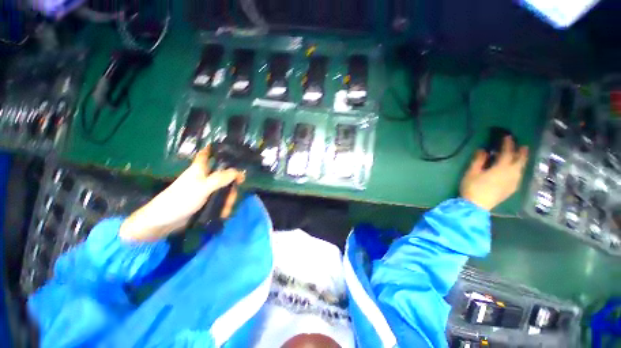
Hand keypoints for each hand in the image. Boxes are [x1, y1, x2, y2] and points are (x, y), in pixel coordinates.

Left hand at [120, 147, 244, 241]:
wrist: (164, 222)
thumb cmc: (181, 199)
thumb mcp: (203, 187)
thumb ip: (221, 179)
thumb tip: (240, 172)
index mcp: (200, 169)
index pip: (206, 154)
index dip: (214, 148)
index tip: (227, 148)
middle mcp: (203, 177)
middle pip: (223, 174)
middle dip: (232, 183)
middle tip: (237, 190)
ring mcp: (205, 190)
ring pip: (223, 189)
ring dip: (228, 199)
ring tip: (227, 209)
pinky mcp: (205, 201)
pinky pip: (220, 200)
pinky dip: (224, 206)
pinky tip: (224, 213)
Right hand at [460, 137, 528, 210]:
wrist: (477, 206)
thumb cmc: (472, 187)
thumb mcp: (471, 172)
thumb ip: (478, 160)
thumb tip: (483, 150)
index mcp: (501, 168)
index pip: (507, 152)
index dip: (508, 143)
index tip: (507, 136)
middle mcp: (511, 174)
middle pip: (520, 160)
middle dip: (521, 152)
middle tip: (522, 145)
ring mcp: (513, 182)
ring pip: (521, 169)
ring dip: (521, 161)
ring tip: (521, 156)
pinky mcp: (511, 189)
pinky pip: (519, 176)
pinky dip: (519, 170)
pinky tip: (516, 171)